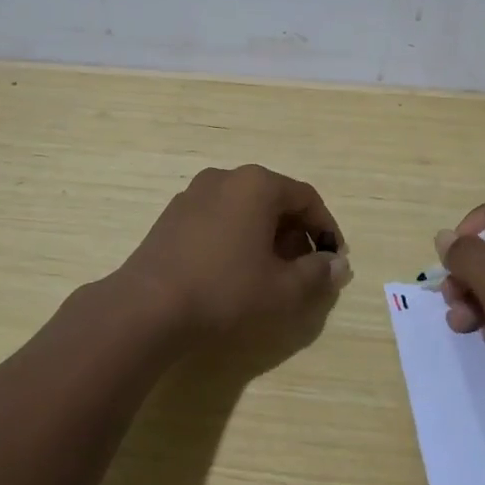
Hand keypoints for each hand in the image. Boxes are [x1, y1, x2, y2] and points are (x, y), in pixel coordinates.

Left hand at [118, 164, 350, 338]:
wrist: (147, 307)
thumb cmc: (225, 291)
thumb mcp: (283, 289)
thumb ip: (317, 273)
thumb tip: (337, 264)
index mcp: (257, 184)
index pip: (306, 198)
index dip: (325, 228)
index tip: (332, 259)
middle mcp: (226, 177)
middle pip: (275, 199)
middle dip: (295, 233)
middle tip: (303, 269)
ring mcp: (194, 193)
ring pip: (245, 208)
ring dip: (265, 235)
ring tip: (269, 272)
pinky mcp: (173, 214)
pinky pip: (218, 217)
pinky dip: (236, 236)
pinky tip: (233, 270)